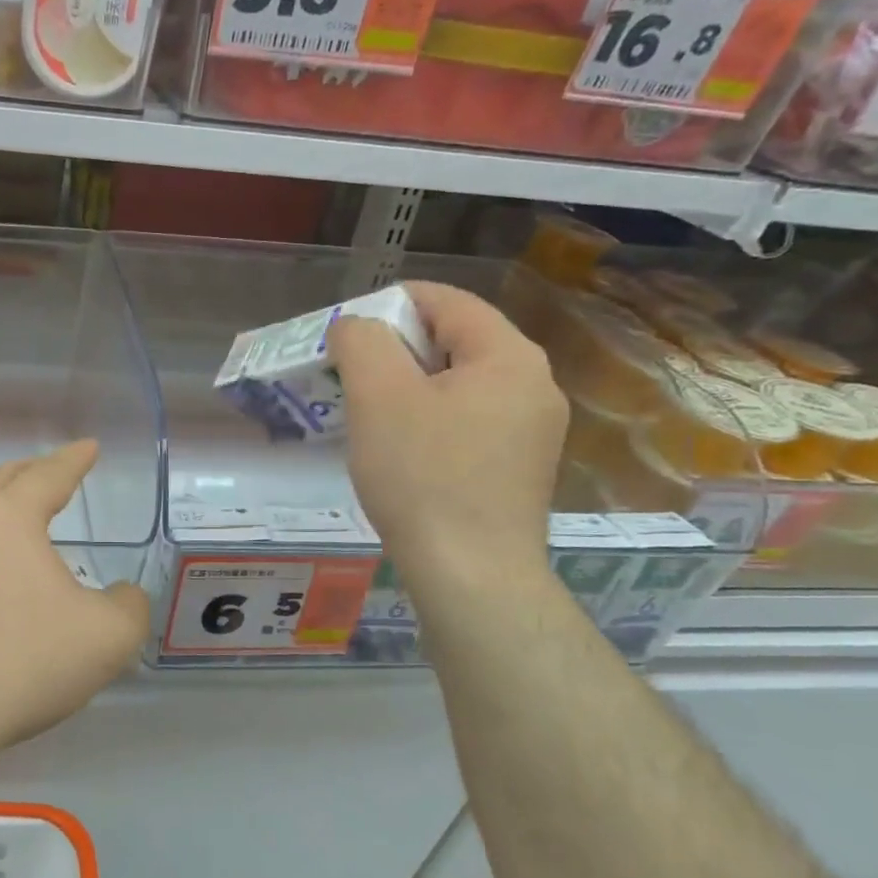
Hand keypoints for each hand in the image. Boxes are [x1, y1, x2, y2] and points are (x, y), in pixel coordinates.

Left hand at [0, 440, 151, 757]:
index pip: (47, 475)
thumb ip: (129, 606)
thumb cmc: (22, 663)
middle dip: (30, 474)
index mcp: (6, 518)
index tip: (88, 447)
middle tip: (50, 472)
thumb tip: (122, 595)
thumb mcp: (106, 637)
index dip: (73, 459)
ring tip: (14, 522)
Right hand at [328, 282, 566, 592]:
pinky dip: (429, 420)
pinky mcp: (520, 467)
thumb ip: (362, 342)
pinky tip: (400, 451)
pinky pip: (468, 421)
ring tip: (367, 414)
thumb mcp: (379, 397)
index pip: (446, 301)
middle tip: (348, 376)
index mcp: (509, 356)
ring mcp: (533, 430)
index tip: (344, 332)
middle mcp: (534, 384)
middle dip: (395, 350)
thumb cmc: (423, 477)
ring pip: (459, 384)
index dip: (389, 305)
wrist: (470, 575)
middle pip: (454, 341)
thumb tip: (355, 326)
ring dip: (409, 387)